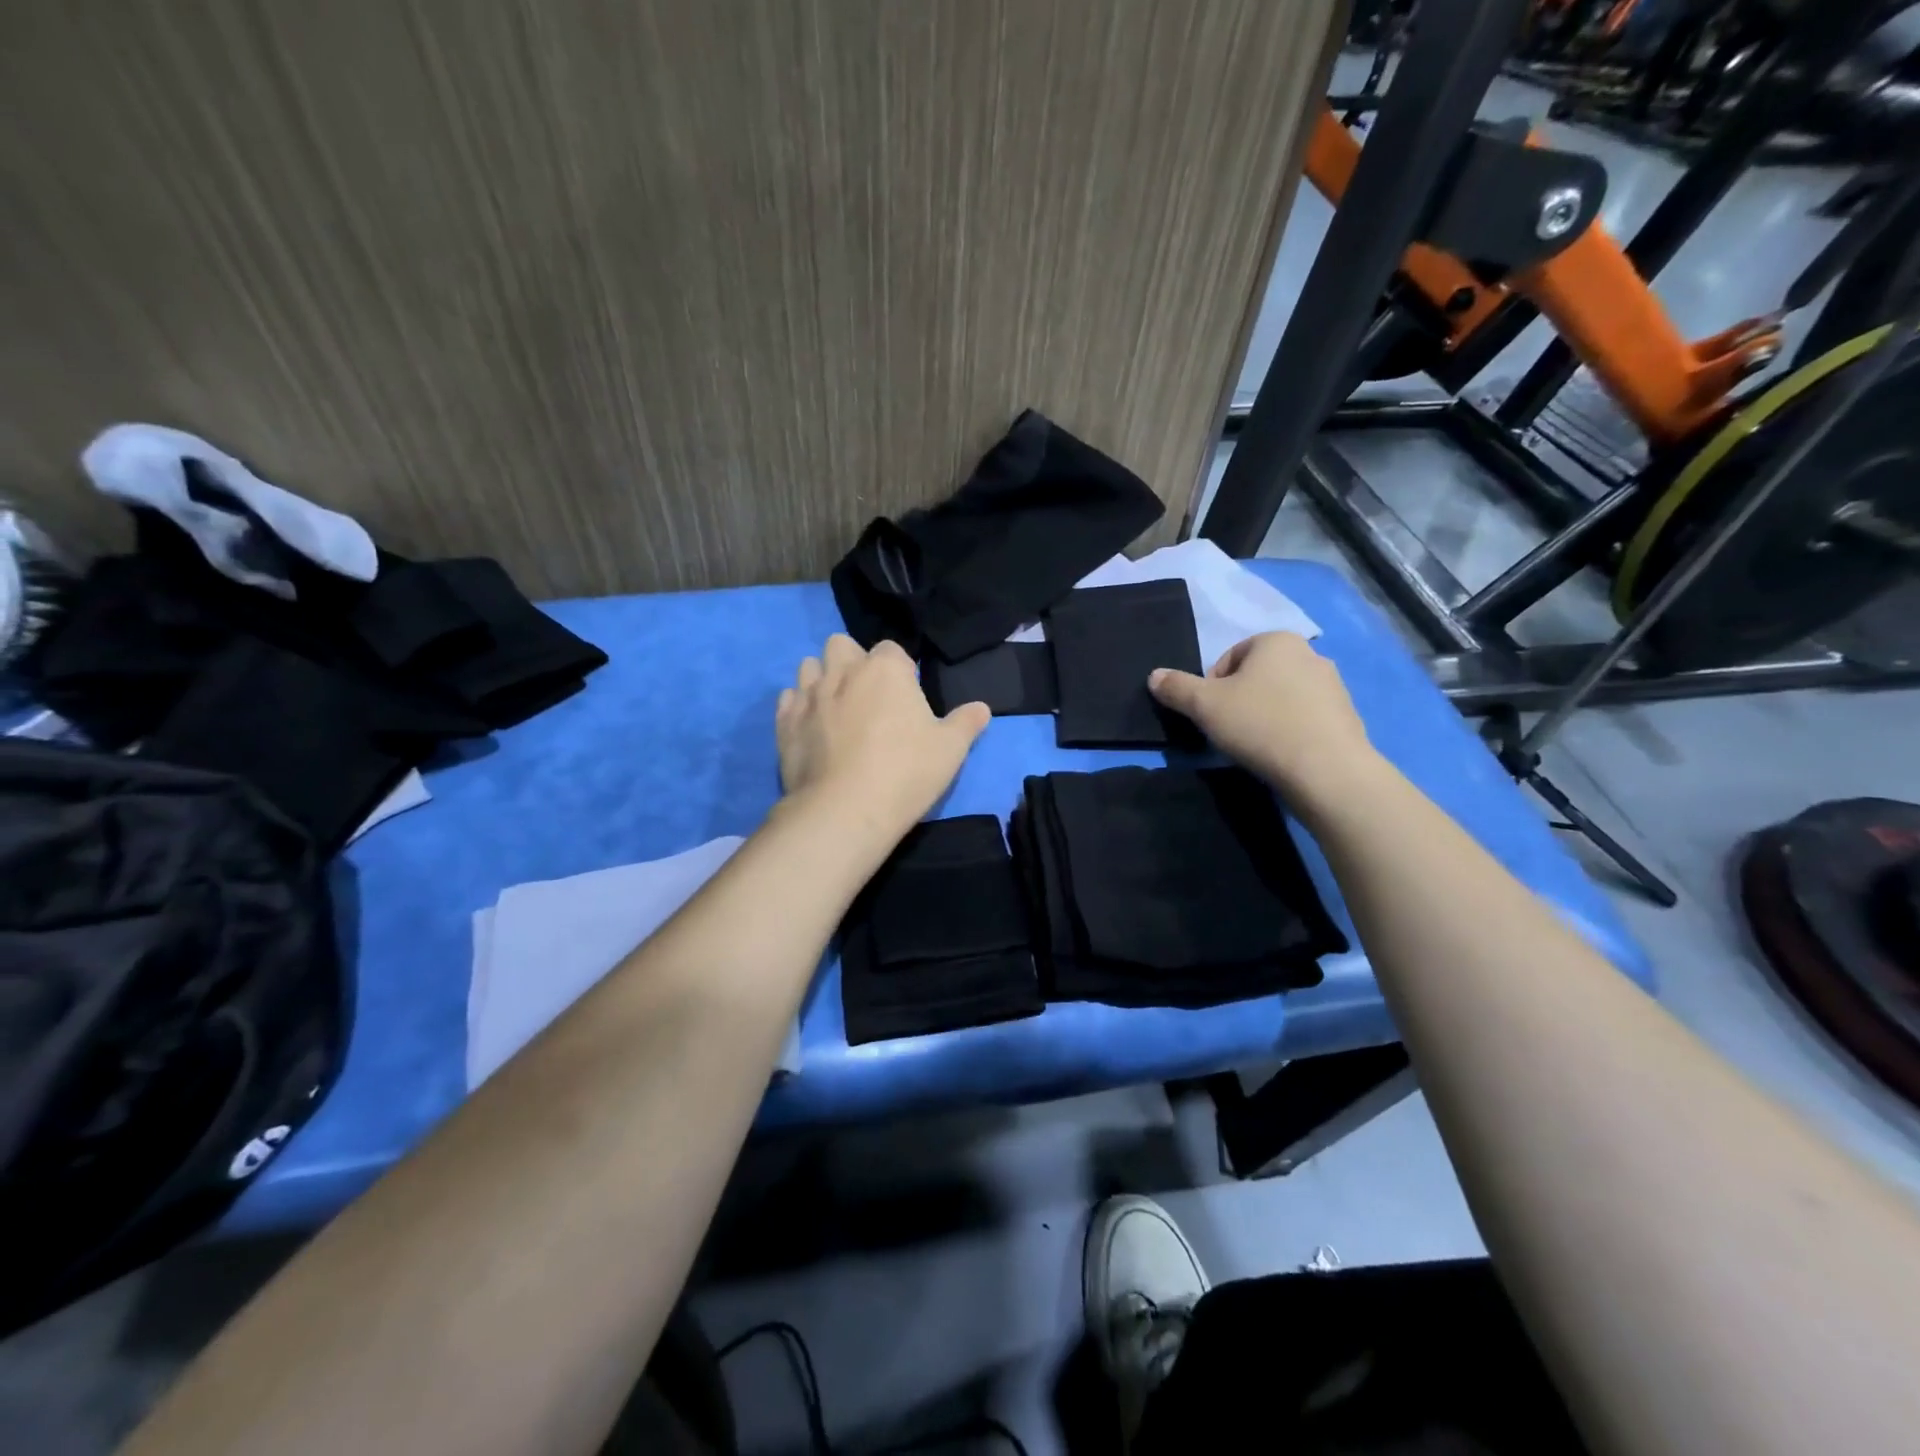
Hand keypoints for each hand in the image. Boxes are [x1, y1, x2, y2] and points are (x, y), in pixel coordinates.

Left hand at [777, 634, 989, 836]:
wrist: (846, 810)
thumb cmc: (906, 772)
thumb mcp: (950, 749)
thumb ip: (966, 723)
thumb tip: (982, 708)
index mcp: (885, 668)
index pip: (891, 649)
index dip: (899, 669)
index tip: (905, 696)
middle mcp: (843, 671)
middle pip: (841, 645)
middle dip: (852, 661)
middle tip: (867, 695)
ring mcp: (809, 696)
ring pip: (808, 666)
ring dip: (822, 677)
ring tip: (836, 707)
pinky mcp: (785, 723)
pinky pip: (788, 699)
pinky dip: (798, 706)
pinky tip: (811, 727)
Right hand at [1148, 633, 1376, 804]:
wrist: (1326, 770)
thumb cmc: (1260, 725)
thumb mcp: (1204, 705)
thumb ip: (1176, 688)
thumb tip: (1154, 676)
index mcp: (1276, 640)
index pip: (1229, 657)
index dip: (1211, 686)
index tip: (1210, 714)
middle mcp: (1310, 653)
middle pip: (1256, 676)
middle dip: (1239, 700)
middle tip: (1229, 731)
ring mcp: (1333, 685)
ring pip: (1281, 697)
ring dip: (1264, 716)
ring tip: (1255, 746)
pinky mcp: (1346, 716)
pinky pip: (1304, 718)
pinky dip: (1289, 731)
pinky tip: (1281, 755)